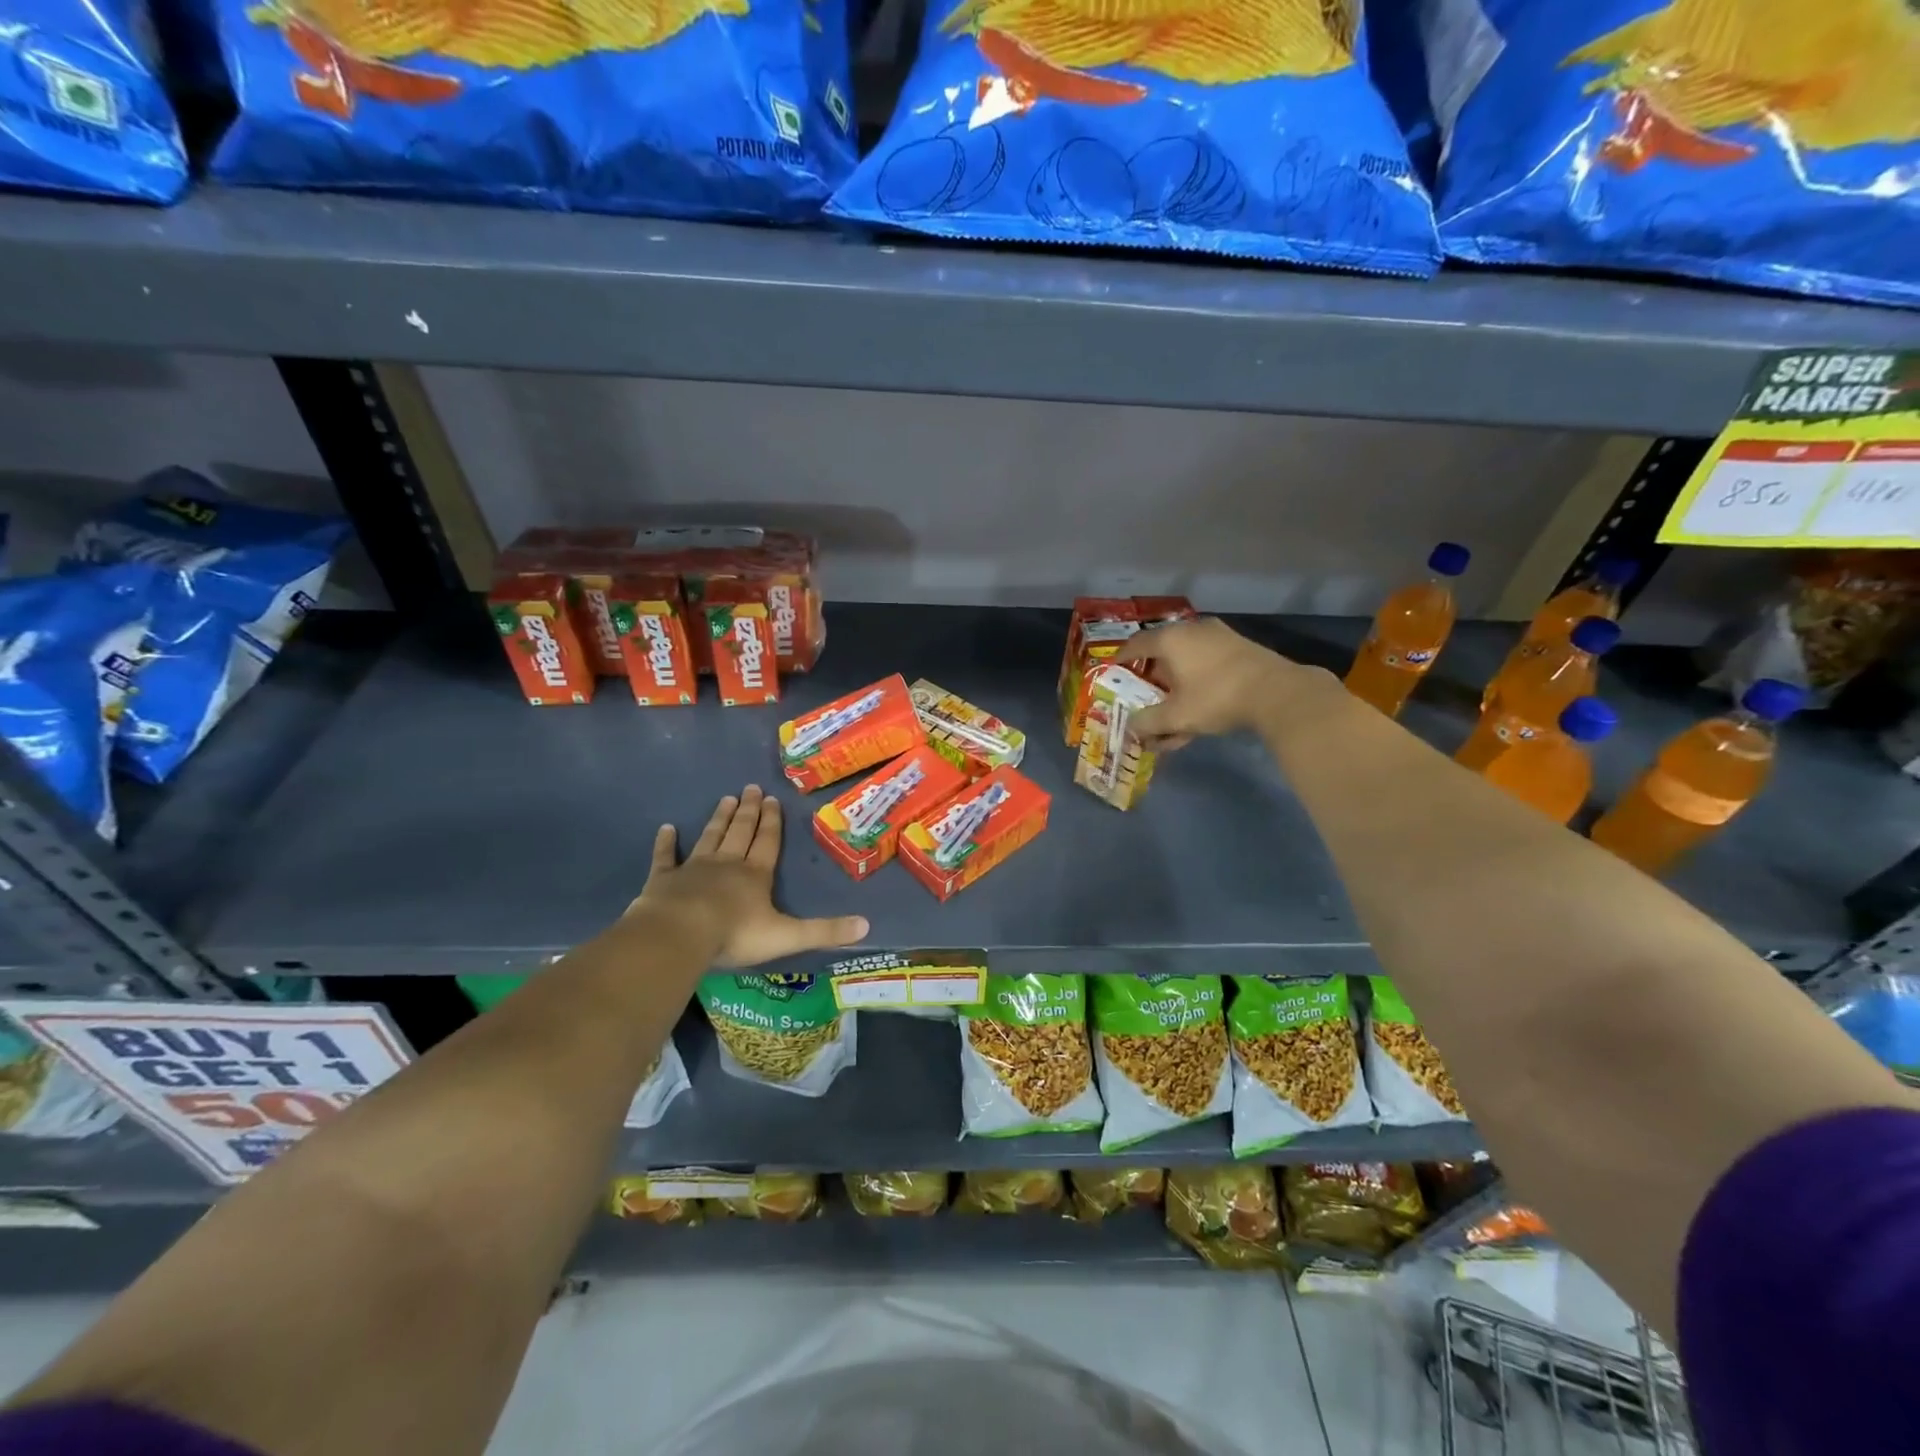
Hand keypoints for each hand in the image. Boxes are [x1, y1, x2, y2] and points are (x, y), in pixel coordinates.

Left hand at [631, 786, 868, 967]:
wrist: (679, 935)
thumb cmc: (735, 934)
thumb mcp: (788, 936)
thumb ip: (825, 931)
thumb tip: (867, 926)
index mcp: (755, 875)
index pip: (768, 842)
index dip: (773, 822)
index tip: (773, 799)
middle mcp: (727, 864)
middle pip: (741, 832)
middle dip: (749, 811)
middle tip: (751, 788)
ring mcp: (693, 869)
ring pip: (710, 837)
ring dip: (719, 819)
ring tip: (726, 799)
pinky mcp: (663, 880)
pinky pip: (666, 857)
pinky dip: (666, 843)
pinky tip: (666, 829)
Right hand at [1128, 618, 1311, 745]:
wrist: (1278, 693)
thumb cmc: (1216, 698)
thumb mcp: (1176, 716)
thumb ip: (1148, 722)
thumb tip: (1130, 727)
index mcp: (1171, 640)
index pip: (1136, 644)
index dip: (1122, 658)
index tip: (1114, 668)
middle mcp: (1193, 630)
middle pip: (1163, 650)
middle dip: (1152, 675)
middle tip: (1144, 692)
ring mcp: (1220, 637)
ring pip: (1188, 659)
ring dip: (1177, 682)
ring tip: (1172, 706)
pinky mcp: (1241, 648)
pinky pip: (1207, 663)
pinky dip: (1197, 681)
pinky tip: (1198, 705)